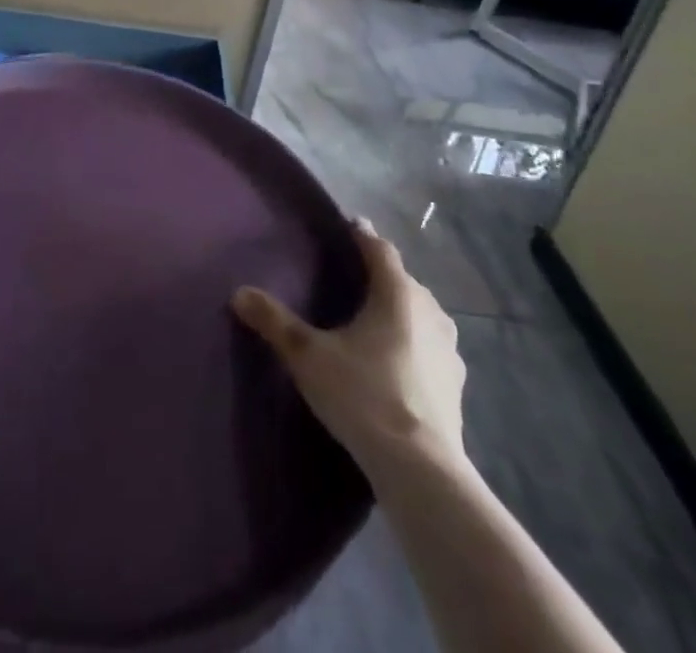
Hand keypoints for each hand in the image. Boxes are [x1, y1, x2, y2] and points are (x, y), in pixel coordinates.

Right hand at [233, 220, 465, 476]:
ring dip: (400, 311)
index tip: (347, 226)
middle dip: (379, 274)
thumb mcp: (308, 356)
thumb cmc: (363, 395)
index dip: (362, 235)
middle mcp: (431, 312)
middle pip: (402, 280)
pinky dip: (414, 345)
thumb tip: (239, 293)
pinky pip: (430, 348)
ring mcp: (449, 350)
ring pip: (421, 314)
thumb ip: (275, 322)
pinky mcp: (456, 385)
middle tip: (351, 277)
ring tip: (372, 319)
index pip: (379, 248)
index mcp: (398, 294)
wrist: (420, 469)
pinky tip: (396, 363)